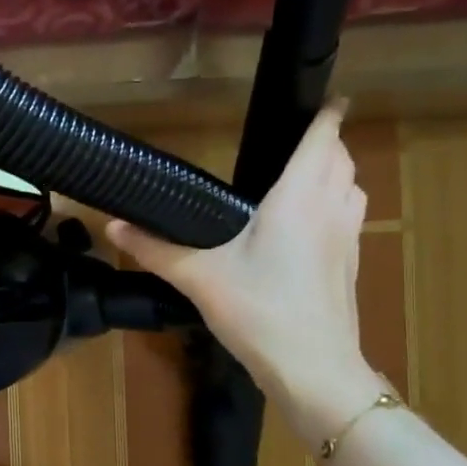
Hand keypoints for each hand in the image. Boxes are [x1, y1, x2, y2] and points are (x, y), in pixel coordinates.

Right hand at [107, 101, 382, 444]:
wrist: (314, 368)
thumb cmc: (258, 312)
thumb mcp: (198, 278)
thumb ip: (154, 249)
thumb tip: (112, 225)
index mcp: (297, 199)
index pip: (323, 140)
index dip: (327, 114)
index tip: (326, 97)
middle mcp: (330, 209)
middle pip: (343, 159)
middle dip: (327, 142)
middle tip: (298, 139)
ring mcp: (348, 238)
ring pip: (354, 187)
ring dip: (337, 172)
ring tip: (305, 176)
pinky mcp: (351, 265)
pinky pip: (351, 216)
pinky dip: (338, 203)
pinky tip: (309, 225)